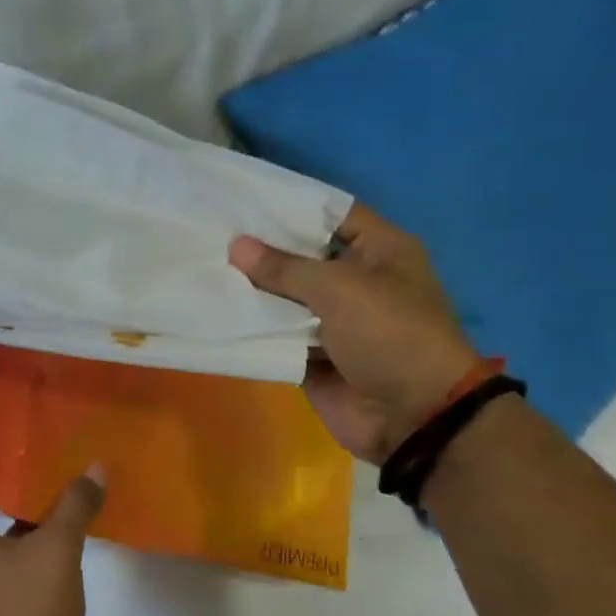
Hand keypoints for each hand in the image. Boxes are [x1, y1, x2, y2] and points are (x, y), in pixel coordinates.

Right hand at [229, 204, 481, 463]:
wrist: (413, 416)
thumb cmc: (389, 333)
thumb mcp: (339, 288)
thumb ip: (284, 268)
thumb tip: (236, 246)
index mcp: (379, 251)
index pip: (331, 213)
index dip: (291, 205)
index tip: (243, 199)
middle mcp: (356, 280)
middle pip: (301, 256)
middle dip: (260, 249)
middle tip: (210, 231)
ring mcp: (332, 321)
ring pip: (284, 297)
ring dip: (250, 289)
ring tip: (201, 266)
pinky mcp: (312, 355)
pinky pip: (276, 335)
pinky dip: (252, 328)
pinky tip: (212, 310)